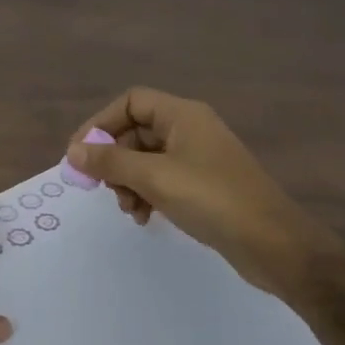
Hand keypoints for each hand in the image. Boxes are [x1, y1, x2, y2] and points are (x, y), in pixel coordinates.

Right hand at [66, 88, 323, 295]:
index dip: (101, 123)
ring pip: (146, 160)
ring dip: (129, 182)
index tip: (80, 154)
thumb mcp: (154, 177)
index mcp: (182, 115)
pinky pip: (163, 180)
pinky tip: (145, 218)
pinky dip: (147, 194)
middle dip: (115, 160)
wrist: (272, 243)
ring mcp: (199, 158)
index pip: (131, 102)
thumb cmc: (211, 199)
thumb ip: (110, 161)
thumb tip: (73, 152)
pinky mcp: (204, 186)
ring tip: (129, 209)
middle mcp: (190, 130)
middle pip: (136, 132)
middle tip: (103, 188)